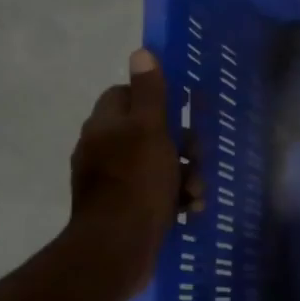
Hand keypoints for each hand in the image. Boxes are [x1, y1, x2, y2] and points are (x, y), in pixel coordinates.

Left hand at [67, 49, 203, 300]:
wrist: (117, 249)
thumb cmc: (137, 183)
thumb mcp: (150, 131)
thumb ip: (150, 93)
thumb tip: (141, 52)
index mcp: (105, 126)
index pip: (126, 95)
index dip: (157, 100)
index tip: (183, 113)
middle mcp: (102, 149)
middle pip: (149, 132)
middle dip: (182, 146)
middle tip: (197, 159)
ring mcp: (110, 182)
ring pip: (157, 165)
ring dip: (184, 175)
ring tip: (197, 193)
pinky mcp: (122, 209)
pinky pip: (154, 194)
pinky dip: (174, 199)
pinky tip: (190, 210)